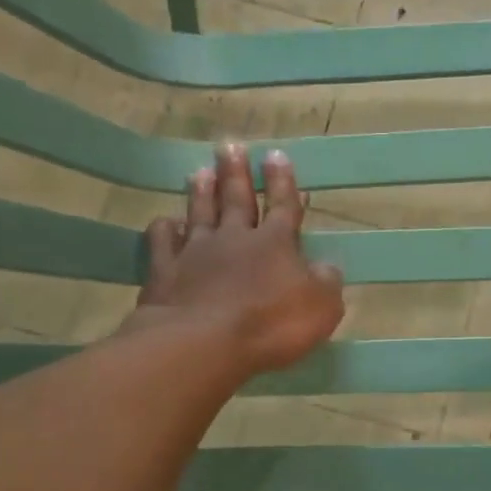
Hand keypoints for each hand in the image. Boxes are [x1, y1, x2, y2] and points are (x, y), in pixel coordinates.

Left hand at [134, 144, 343, 372]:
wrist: (204, 343)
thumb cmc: (271, 325)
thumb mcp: (321, 307)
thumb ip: (326, 283)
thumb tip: (327, 266)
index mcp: (276, 243)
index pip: (282, 205)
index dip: (281, 181)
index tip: (276, 155)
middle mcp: (235, 238)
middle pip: (236, 199)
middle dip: (236, 172)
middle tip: (230, 146)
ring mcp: (196, 252)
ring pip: (200, 213)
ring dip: (201, 191)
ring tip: (199, 170)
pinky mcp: (165, 272)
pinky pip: (164, 242)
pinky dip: (164, 229)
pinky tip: (165, 221)